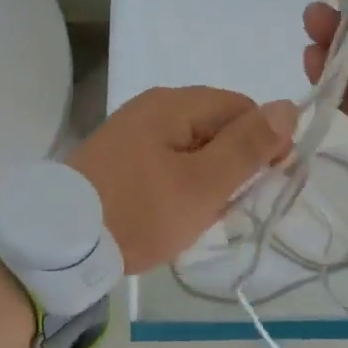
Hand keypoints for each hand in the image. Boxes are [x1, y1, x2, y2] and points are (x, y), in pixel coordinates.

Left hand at [71, 87, 297, 272]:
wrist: (59, 244)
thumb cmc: (139, 212)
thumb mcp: (203, 184)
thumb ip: (248, 146)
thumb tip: (289, 106)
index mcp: (175, 104)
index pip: (243, 108)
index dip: (264, 142)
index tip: (265, 184)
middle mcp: (153, 106)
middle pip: (217, 126)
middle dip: (232, 165)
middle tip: (224, 207)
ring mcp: (132, 131)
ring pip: (193, 148)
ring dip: (206, 179)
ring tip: (195, 216)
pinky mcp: (119, 156)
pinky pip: (167, 161)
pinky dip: (179, 184)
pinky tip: (171, 213)